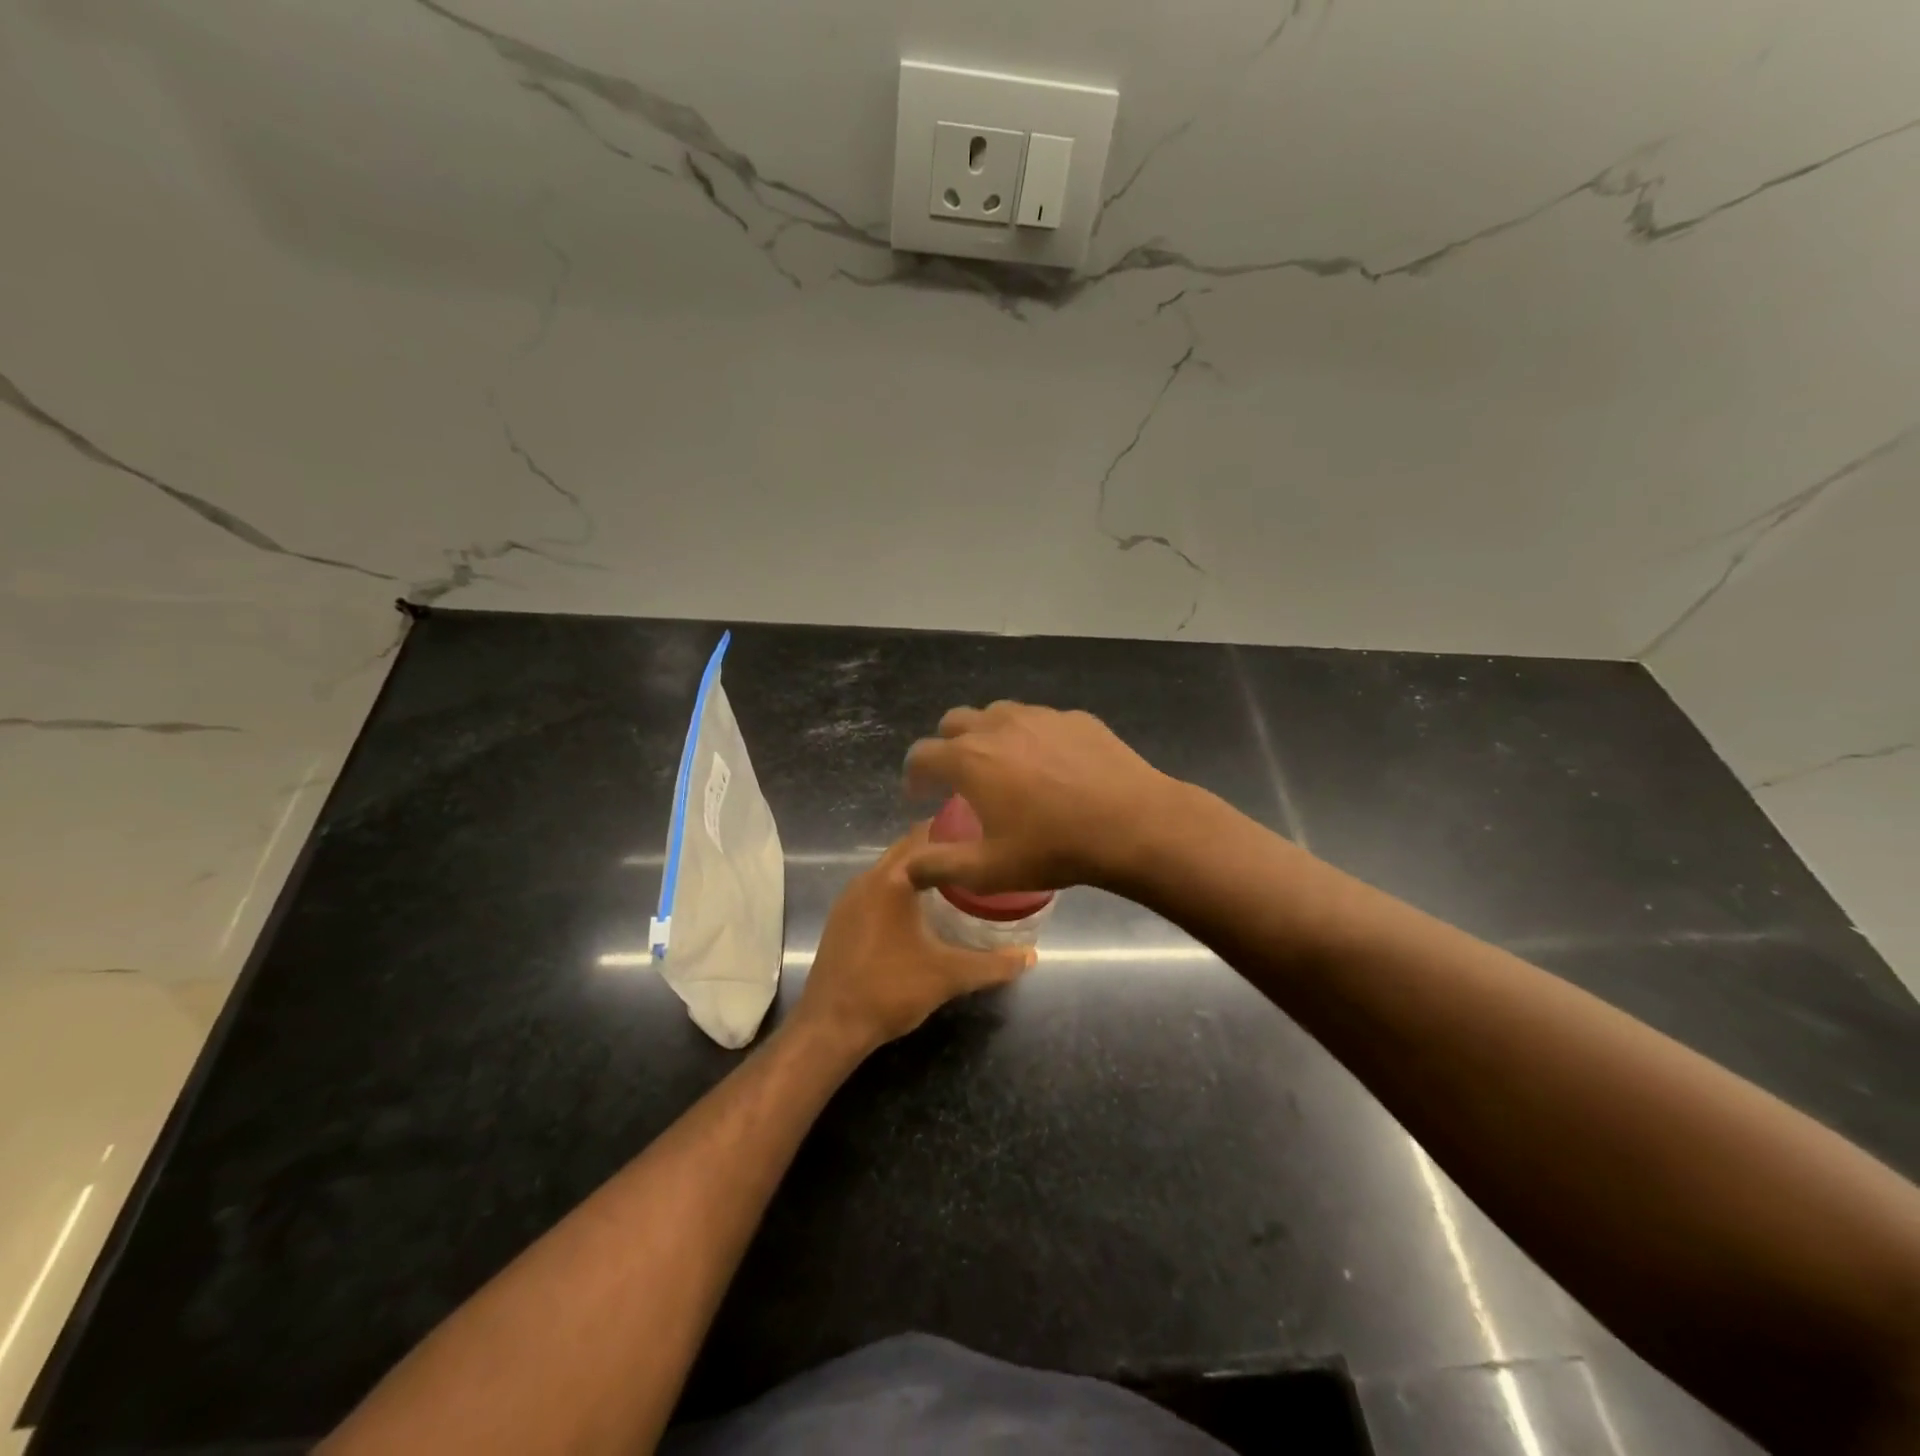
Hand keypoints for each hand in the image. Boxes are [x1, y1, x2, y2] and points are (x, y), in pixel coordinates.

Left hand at [794, 825, 1034, 1050]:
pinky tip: (920, 909)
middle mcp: (866, 879)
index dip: (954, 830)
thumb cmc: (891, 989)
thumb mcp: (949, 976)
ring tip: (955, 878)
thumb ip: (994, 964)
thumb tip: (1032, 956)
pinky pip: (876, 889)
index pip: (926, 837)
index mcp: (892, 880)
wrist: (831, 1026)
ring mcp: (849, 899)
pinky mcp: (841, 919)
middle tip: (976, 854)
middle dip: (939, 848)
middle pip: (906, 850)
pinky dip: (899, 888)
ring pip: (890, 870)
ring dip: (918, 869)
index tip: (983, 833)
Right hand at [902, 701, 1179, 895]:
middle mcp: (998, 725)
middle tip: (959, 777)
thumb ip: (940, 867)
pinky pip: (1039, 720)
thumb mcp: (989, 870)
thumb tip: (908, 869)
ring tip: (1004, 766)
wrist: (1134, 824)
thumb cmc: (1054, 848)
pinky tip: (1051, 765)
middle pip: (954, 721)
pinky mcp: (1075, 717)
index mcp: (969, 759)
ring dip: (988, 735)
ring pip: (997, 713)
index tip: (921, 794)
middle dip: (947, 745)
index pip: (922, 754)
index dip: (914, 775)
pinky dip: (1031, 736)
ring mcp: (1040, 716)